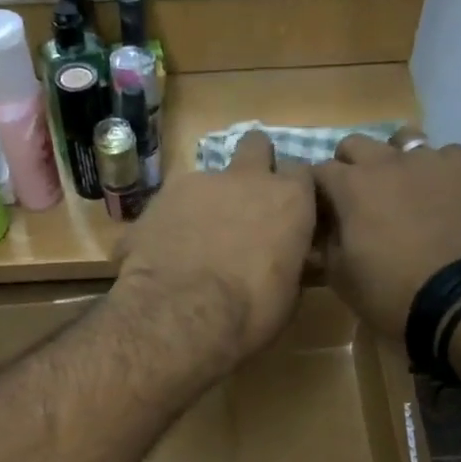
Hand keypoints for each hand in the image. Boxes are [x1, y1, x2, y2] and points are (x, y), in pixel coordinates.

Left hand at [116, 131, 315, 361]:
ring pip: (210, 177)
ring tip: (195, 240)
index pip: (301, 173)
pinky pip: (172, 201)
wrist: (180, 315)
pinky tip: (165, 251)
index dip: (292, 192)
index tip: (286, 215)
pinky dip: (173, 219)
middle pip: (256, 146)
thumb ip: (289, 264)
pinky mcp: (159, 196)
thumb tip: (284, 263)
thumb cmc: (249, 312)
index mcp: (290, 200)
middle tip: (245, 205)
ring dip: (208, 200)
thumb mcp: (287, 297)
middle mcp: (247, 178)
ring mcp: (200, 181)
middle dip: (252, 167)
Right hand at [312, 126, 460, 339]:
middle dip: (350, 165)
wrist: (458, 302)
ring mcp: (434, 163)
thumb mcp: (340, 277)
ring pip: (407, 140)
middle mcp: (391, 162)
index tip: (320, 212)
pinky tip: (444, 199)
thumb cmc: (389, 292)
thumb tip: (325, 228)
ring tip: (402, 188)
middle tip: (356, 197)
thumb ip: (327, 242)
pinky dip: (441, 175)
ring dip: (397, 160)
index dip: (316, 191)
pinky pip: (450, 160)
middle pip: (358, 144)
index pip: (319, 171)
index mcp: (352, 185)